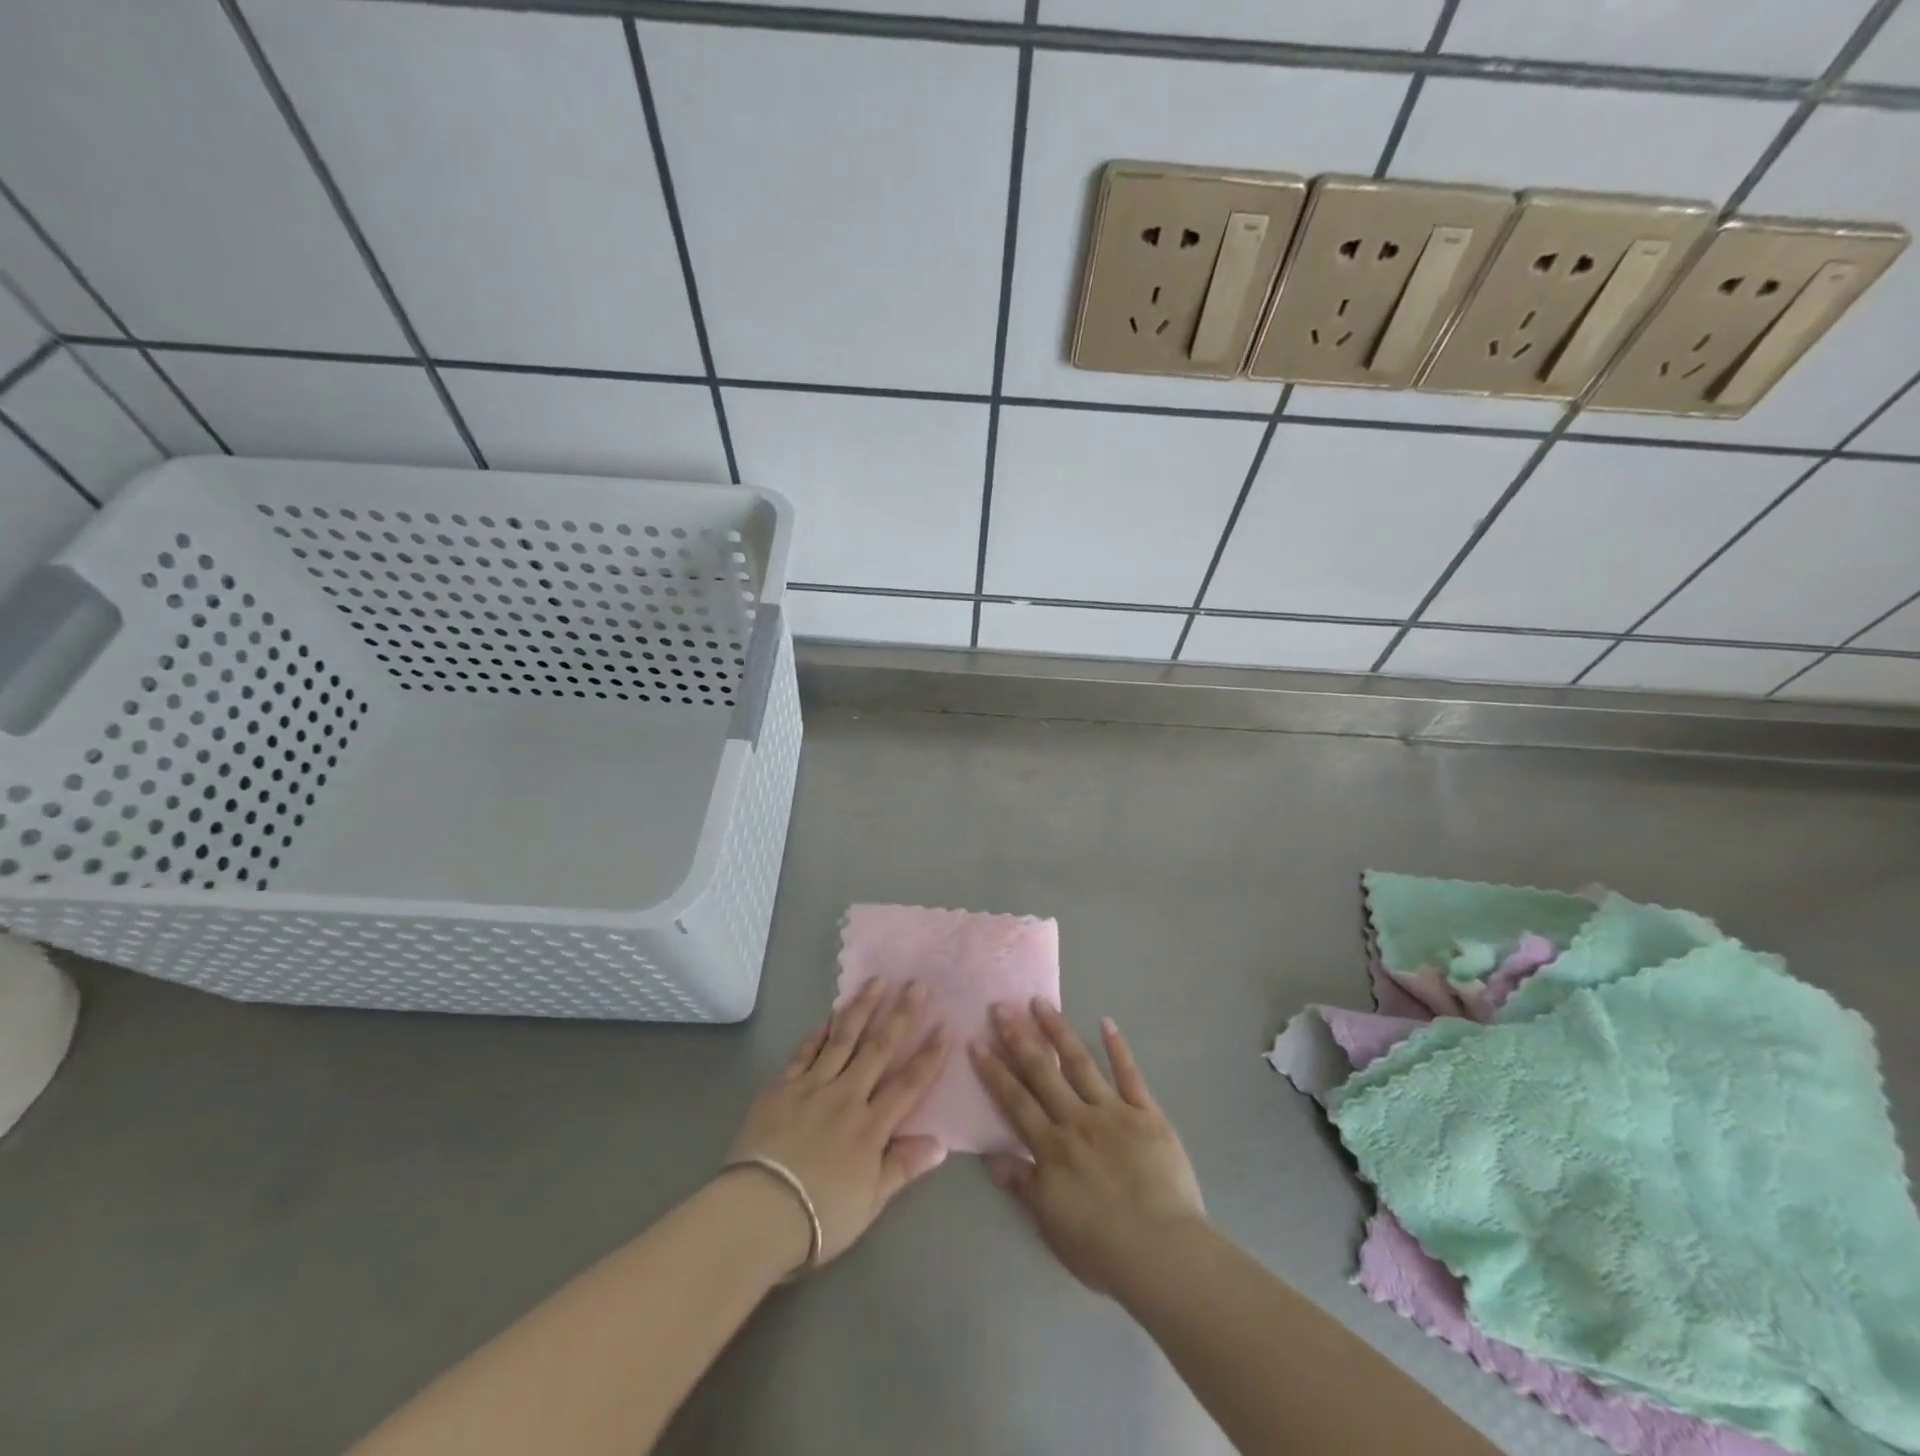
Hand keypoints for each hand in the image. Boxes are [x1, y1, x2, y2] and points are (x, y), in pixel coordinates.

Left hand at [725, 979, 949, 1268]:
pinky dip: (820, 1033)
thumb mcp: (870, 1202)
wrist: (758, 1212)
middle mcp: (847, 1096)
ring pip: (843, 1039)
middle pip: (879, 1048)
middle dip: (902, 1014)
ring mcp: (813, 1087)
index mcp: (872, 1126)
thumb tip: (940, 1143)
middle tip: (917, 984)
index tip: (945, 1026)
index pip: (909, 1083)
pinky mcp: (782, 1087)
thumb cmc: (819, 1217)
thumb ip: (903, 1167)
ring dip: (863, 1008)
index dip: (930, 1055)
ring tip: (877, 981)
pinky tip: (830, 1017)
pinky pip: (806, 1052)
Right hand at [972, 1000, 1206, 1297]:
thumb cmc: (1103, 1248)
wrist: (1162, 1253)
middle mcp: (1077, 1120)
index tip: (977, 1042)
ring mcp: (1113, 1112)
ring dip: (1058, 1031)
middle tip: (1001, 1007)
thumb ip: (1024, 1186)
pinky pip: (1130, 1075)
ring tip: (1041, 1003)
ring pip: (1080, 1063)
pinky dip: (1118, 1048)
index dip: (995, 1071)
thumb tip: (992, 1158)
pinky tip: (1107, 1022)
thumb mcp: (1051, 1224)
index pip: (1015, 1101)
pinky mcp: (1146, 1114)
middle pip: (1042, 1072)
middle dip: (1018, 1038)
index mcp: (1052, 1148)